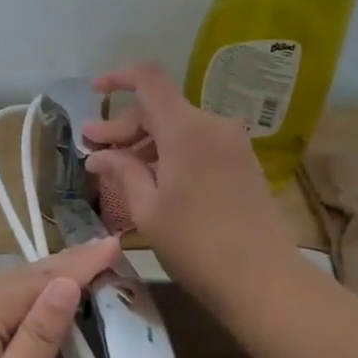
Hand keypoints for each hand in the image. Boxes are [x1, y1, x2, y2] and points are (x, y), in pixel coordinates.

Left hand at [0, 239, 121, 357]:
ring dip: (34, 283)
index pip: (42, 278)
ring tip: (72, 272)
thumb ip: (39, 335)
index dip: (81, 263)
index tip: (114, 243)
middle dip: (61, 267)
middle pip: (17, 277)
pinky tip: (20, 305)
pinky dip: (7, 301)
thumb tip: (67, 282)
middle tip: (101, 251)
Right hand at [82, 61, 291, 301]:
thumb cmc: (195, 245)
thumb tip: (99, 154)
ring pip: (178, 127)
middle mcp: (212, 125)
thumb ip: (123, 171)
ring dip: (146, 142)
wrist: (264, 280)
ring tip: (118, 169)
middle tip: (94, 151)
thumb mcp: (147, 209)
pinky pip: (197, 143)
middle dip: (124, 126)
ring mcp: (232, 143)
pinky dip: (170, 152)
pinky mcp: (242, 162)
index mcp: (185, 128)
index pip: (148, 78)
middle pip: (160, 107)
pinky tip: (152, 178)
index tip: (94, 93)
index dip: (118, 77)